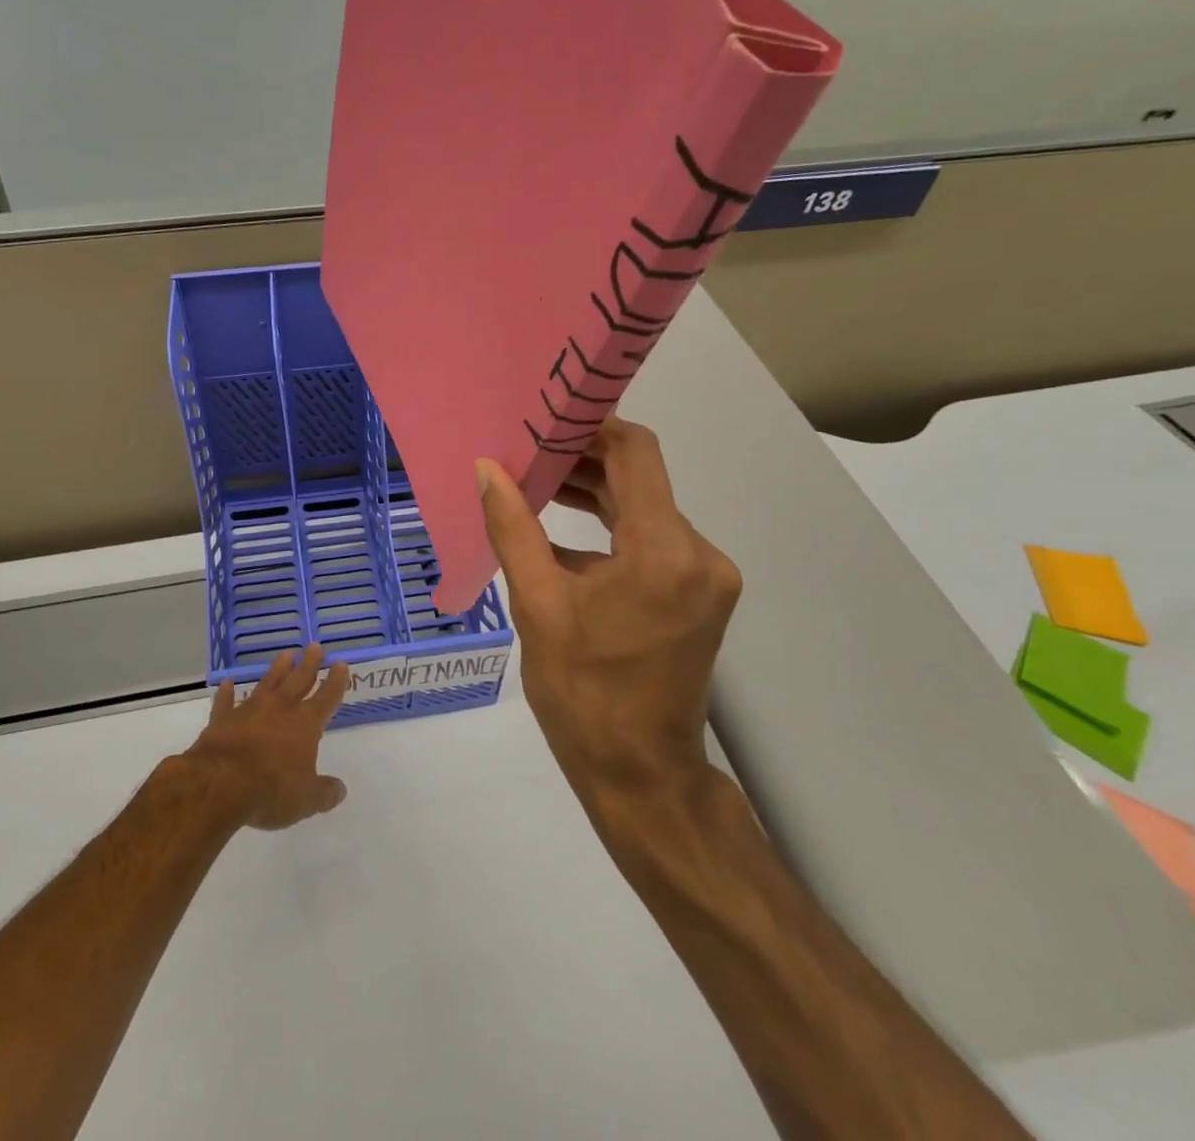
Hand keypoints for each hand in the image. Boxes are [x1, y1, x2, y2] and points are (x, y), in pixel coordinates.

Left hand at [185, 645, 350, 829]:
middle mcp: (280, 709)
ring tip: (286, 654)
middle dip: (309, 664)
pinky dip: (227, 693)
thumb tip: (340, 789)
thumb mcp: (306, 799)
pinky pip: (226, 702)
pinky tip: (228, 683)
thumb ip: (325, 793)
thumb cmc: (271, 790)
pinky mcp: (222, 720)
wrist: (219, 783)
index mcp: (305, 724)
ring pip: (267, 683)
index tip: (341, 664)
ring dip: (278, 669)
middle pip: (299, 680)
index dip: (335, 682)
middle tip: (315, 646)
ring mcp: (249, 711)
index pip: (326, 698)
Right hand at [477, 418, 740, 790]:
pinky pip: (653, 540)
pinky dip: (611, 529)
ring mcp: (707, 575)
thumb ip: (514, 528)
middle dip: (584, 462)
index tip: (545, 420)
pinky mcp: (701, 593)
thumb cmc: (582, 693)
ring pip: (647, 509)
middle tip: (527, 452)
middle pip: (641, 480)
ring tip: (536, 485)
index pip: (636, 454)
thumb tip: (487, 469)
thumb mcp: (537, 606)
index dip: (592, 428)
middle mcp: (700, 553)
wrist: (640, 773)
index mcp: (664, 552)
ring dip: (595, 495)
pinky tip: (563, 532)